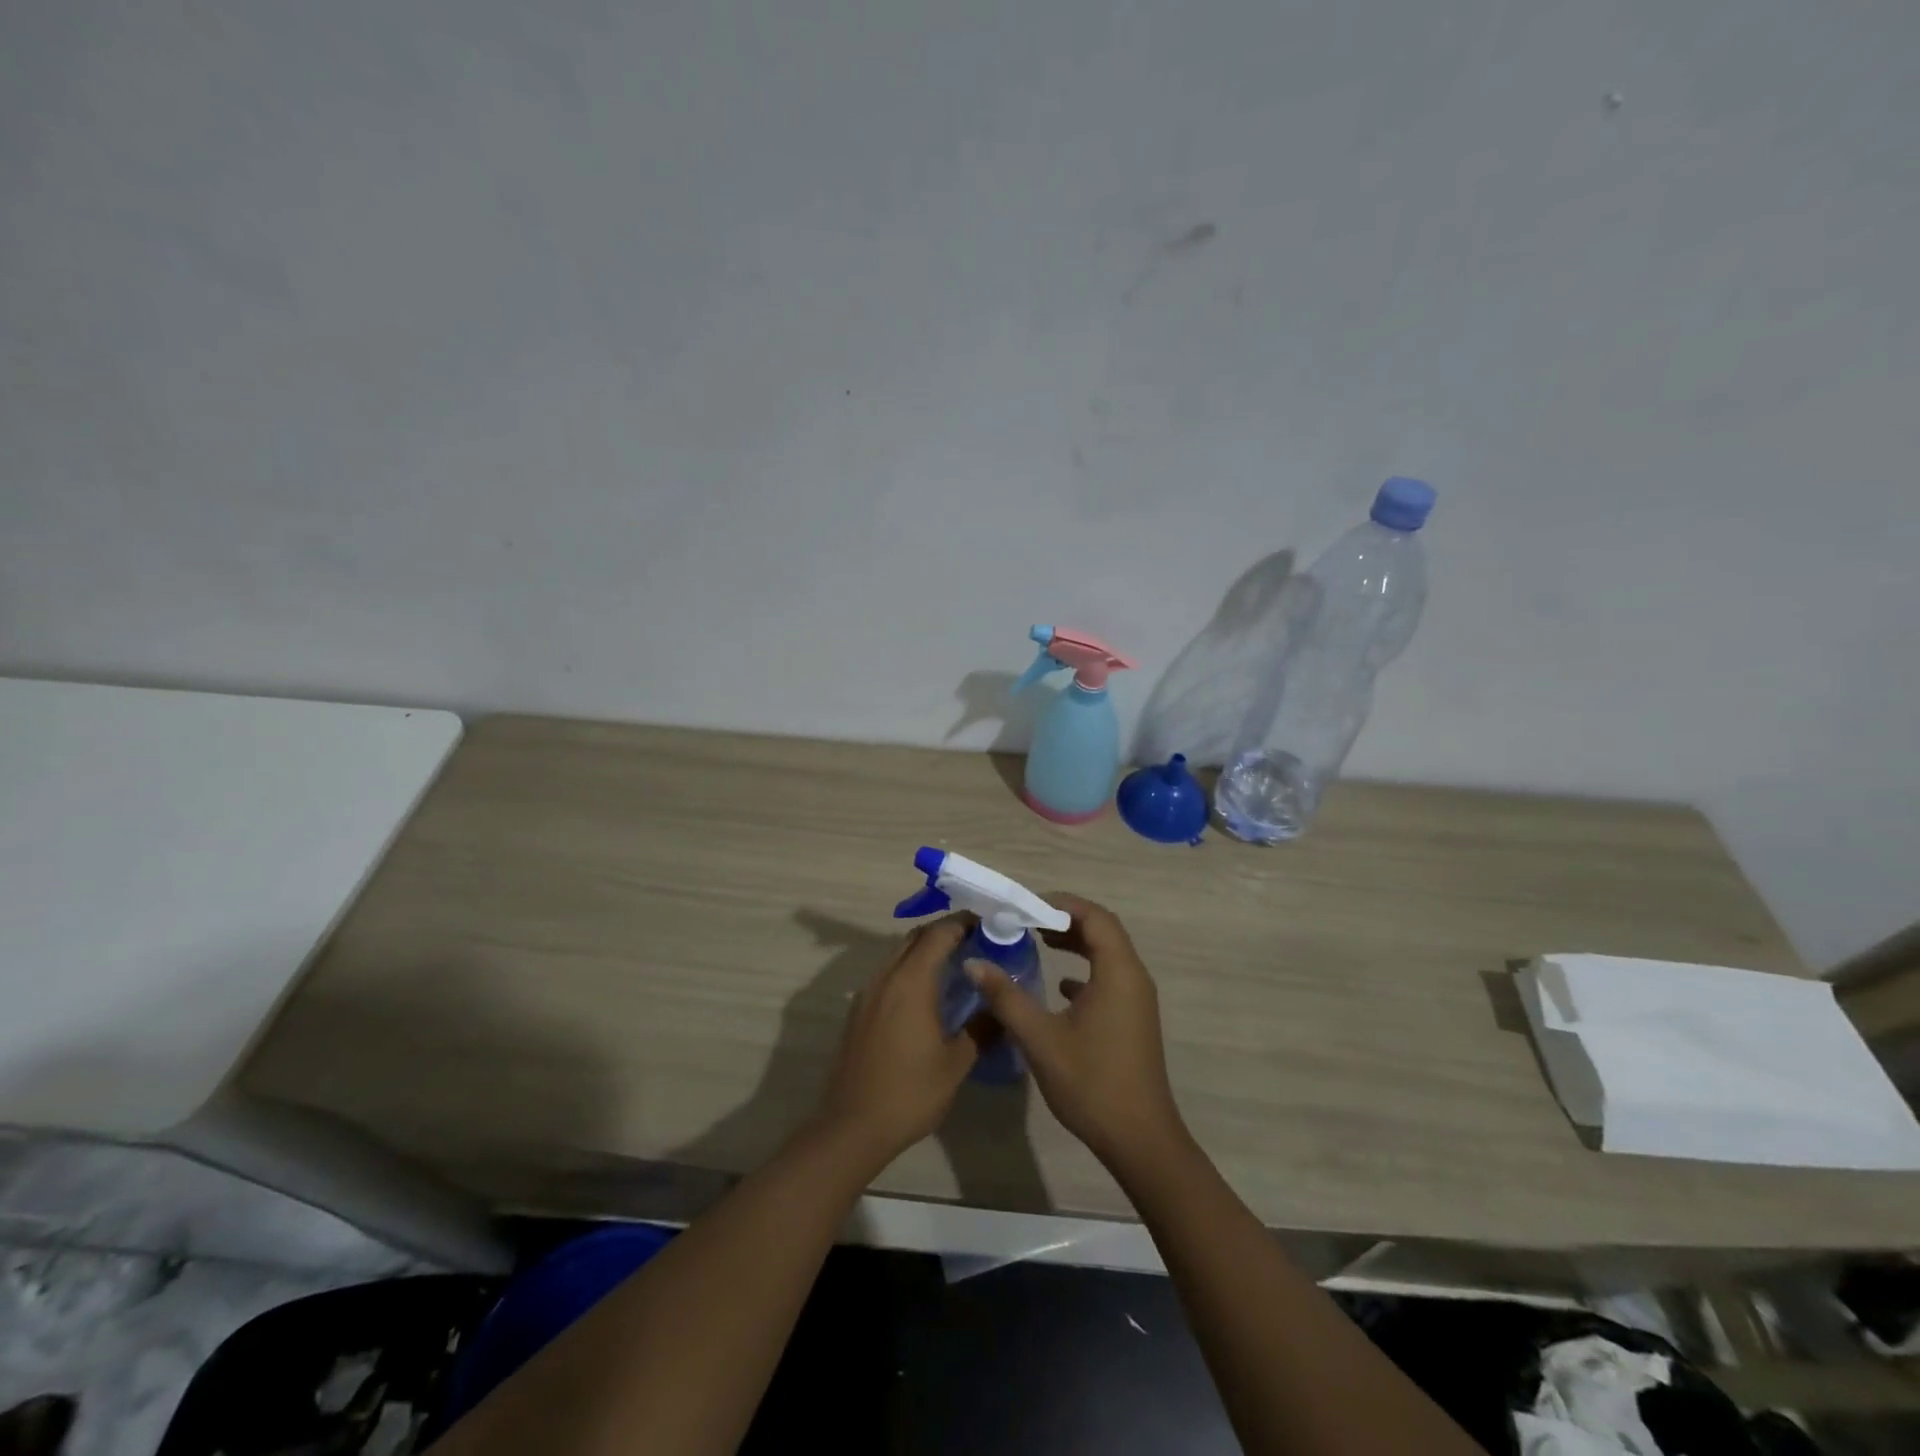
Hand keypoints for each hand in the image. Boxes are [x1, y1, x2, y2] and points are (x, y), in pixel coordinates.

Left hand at [814, 918, 976, 1164]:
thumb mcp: (956, 1063)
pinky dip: (909, 971)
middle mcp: (886, 977)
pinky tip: (926, 997)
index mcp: (911, 981)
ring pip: (898, 955)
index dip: (963, 923)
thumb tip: (1000, 1008)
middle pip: (915, 938)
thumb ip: (981, 1028)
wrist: (852, 1127)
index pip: (938, 934)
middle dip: (944, 933)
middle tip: (975, 943)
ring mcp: (867, 994)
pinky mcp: (858, 1012)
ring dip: (924, 952)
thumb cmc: (910, 1092)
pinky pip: (887, 976)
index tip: (987, 924)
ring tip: (954, 968)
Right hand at [965, 894, 1186, 1170]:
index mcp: (1118, 972)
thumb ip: (1007, 996)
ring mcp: (1136, 999)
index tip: (1026, 907)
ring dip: (1075, 942)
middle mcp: (1133, 977)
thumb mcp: (1040, 1038)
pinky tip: (1059, 986)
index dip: (1061, 904)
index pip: (1094, 917)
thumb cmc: (1091, 1083)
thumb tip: (974, 963)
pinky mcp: (1133, 1018)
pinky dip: (1085, 969)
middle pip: (1103, 930)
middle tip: (1028, 920)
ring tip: (1038, 942)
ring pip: (1107, 953)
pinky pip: (1109, 977)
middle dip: (1066, 919)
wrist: (1139, 1139)